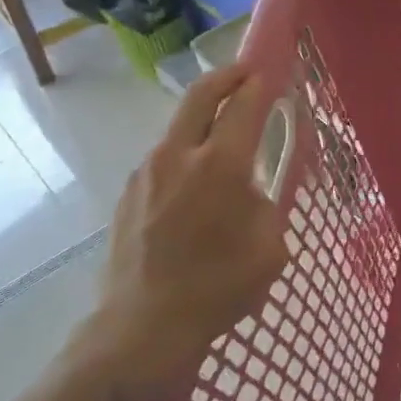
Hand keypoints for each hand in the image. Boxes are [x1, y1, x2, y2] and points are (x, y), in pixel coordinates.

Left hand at [80, 64, 288, 389]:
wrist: (142, 328)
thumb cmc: (218, 289)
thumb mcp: (269, 248)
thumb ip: (266, 206)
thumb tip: (251, 192)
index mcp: (220, 165)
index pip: (244, 106)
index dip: (260, 84)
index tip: (272, 73)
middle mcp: (179, 155)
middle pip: (201, 95)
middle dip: (227, 76)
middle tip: (246, 74)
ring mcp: (146, 172)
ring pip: (179, 126)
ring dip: (203, 118)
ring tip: (223, 137)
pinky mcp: (128, 193)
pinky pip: (163, 158)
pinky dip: (184, 152)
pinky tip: (195, 184)